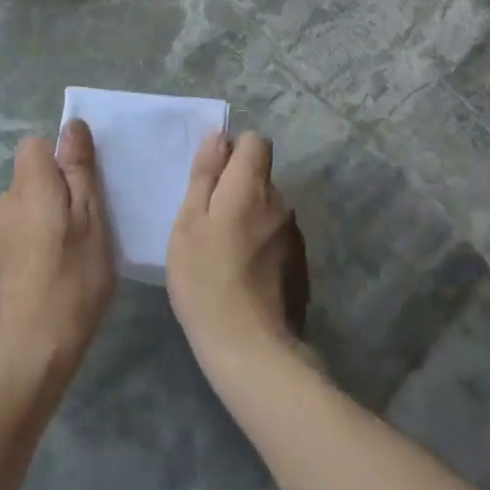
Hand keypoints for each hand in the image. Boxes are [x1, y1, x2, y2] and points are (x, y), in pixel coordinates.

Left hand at [0, 120, 116, 384]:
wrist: (30, 354)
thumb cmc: (72, 280)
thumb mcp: (91, 219)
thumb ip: (79, 171)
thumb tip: (71, 126)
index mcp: (29, 186)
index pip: (35, 145)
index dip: (60, 157)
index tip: (83, 185)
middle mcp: (5, 203)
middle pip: (31, 176)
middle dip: (57, 189)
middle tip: (88, 222)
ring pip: (26, 206)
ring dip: (47, 217)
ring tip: (73, 252)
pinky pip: (20, 233)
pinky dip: (37, 242)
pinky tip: (54, 273)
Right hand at [167, 132, 309, 389]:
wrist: (251, 351)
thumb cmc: (207, 279)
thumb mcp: (189, 223)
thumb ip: (205, 176)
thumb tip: (218, 137)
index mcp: (252, 186)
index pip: (255, 142)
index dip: (233, 151)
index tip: (212, 178)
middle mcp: (281, 202)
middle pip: (260, 177)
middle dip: (237, 188)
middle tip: (207, 224)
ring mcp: (294, 236)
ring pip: (268, 210)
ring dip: (249, 219)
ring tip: (224, 255)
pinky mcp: (300, 267)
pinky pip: (276, 239)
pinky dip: (261, 247)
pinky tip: (243, 278)